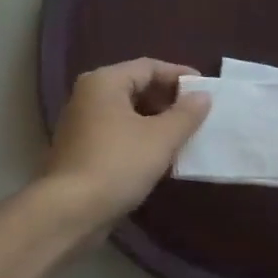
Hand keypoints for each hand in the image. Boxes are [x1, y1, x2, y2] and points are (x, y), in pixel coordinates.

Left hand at [43, 59, 211, 227]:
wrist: (71, 211)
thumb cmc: (118, 164)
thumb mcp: (161, 138)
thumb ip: (186, 114)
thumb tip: (203, 96)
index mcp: (104, 82)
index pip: (148, 67)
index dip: (179, 75)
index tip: (206, 89)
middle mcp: (88, 96)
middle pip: (136, 87)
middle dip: (168, 100)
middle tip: (198, 115)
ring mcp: (81, 124)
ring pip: (127, 113)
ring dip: (156, 122)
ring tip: (185, 136)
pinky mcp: (81, 150)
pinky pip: (117, 134)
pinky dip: (140, 139)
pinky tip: (161, 157)